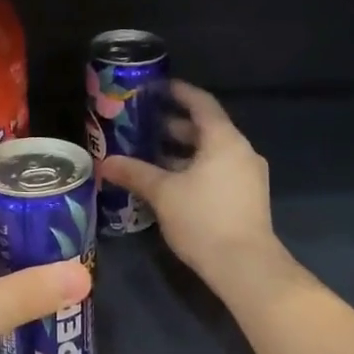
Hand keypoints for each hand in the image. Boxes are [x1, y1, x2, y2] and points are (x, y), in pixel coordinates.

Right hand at [101, 81, 279, 283]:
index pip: (201, 104)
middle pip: (206, 129)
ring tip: (150, 154)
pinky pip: (217, 171)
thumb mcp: (163, 193)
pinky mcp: (246, 198)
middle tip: (143, 124)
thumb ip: (135, 173)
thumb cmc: (203, 219)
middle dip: (174, 125)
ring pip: (211, 152)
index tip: (156, 87)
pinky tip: (169, 182)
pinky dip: (194, 168)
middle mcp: (240, 152)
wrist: (245, 266)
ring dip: (182, 151)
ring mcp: (247, 176)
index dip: (178, 92)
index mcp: (224, 140)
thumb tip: (106, 162)